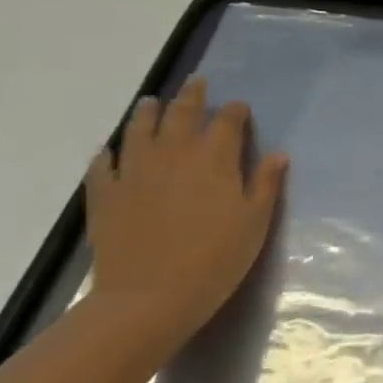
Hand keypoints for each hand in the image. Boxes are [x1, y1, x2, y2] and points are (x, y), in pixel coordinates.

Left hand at [84, 76, 289, 350]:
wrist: (148, 299)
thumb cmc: (214, 260)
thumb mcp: (255, 222)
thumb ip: (266, 184)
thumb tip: (278, 154)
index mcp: (215, 157)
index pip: (228, 120)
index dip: (236, 111)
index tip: (240, 110)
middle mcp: (174, 153)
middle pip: (183, 113)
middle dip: (192, 96)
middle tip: (196, 83)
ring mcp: (135, 171)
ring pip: (140, 129)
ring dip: (148, 112)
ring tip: (151, 102)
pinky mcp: (105, 194)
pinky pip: (103, 165)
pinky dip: (108, 154)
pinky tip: (109, 152)